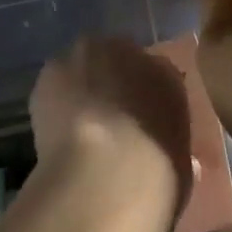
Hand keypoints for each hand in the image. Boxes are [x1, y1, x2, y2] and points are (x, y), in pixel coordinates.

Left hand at [29, 36, 193, 223]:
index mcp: (168, 75)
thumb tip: (161, 146)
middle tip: (108, 125)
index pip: (158, 77)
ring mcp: (89, 54)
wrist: (104, 178)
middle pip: (119, 61)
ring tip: (77, 131)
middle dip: (113, 85)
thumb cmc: (154, 181)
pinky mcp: (52, 69)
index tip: (139, 126)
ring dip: (82, 87)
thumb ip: (169, 145)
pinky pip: (55, 82)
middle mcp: (130, 51)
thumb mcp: (179, 169)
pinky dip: (55, 101)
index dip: (146, 101)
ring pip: (85, 66)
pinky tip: (57, 134)